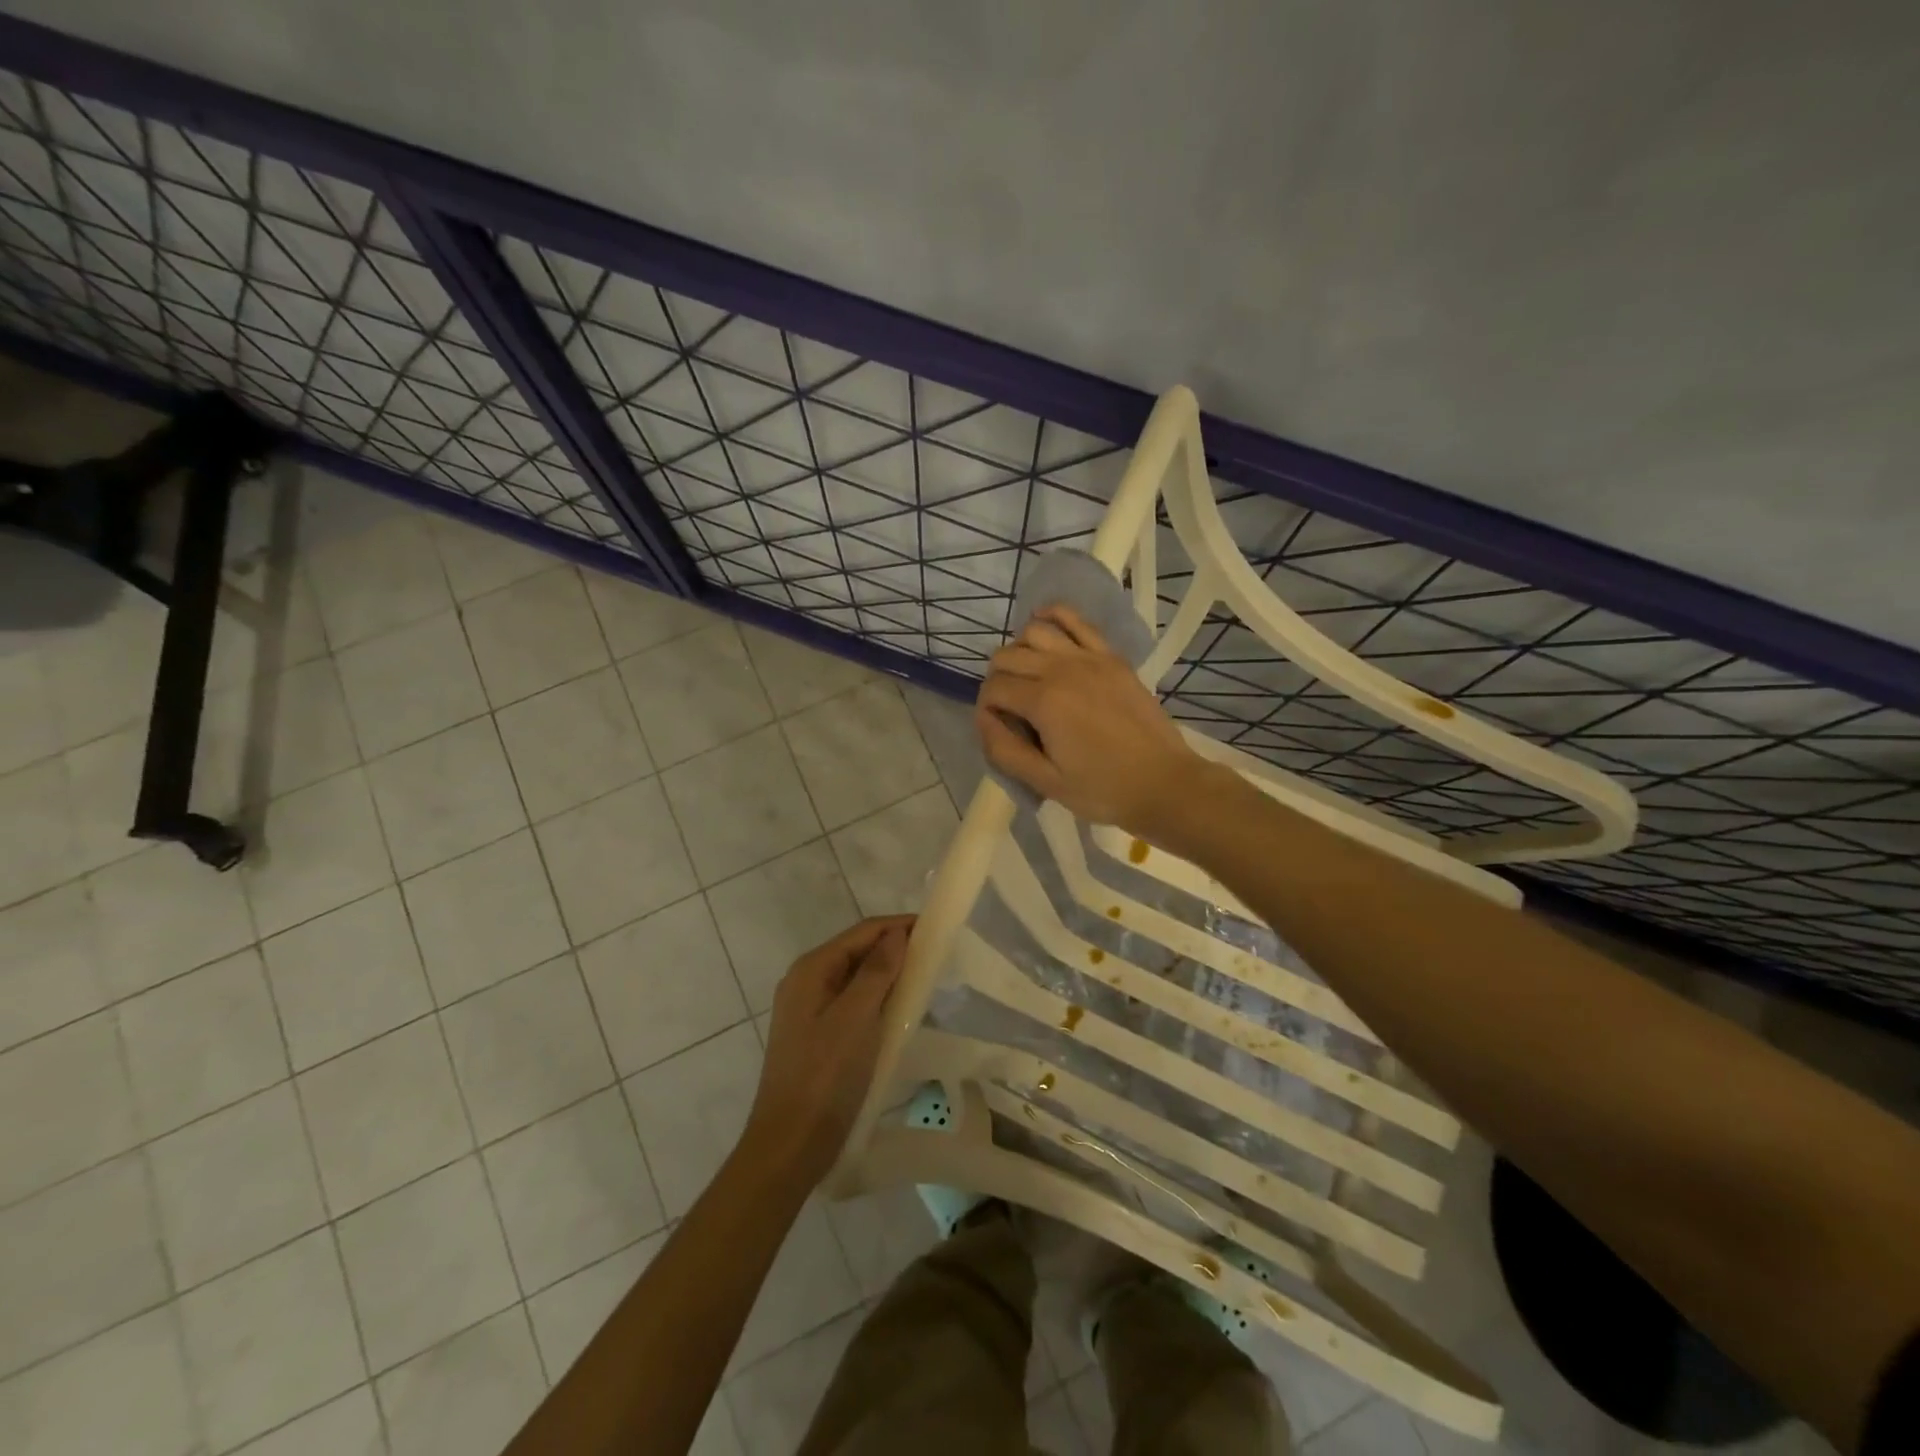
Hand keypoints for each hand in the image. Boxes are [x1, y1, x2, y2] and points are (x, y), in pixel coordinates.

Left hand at [742, 916, 914, 1187]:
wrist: (789, 1146)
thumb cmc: (824, 1076)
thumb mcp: (855, 1018)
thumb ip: (877, 971)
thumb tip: (897, 933)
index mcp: (811, 970)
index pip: (861, 932)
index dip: (897, 926)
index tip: (935, 929)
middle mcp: (806, 982)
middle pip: (856, 952)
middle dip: (894, 949)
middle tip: (936, 955)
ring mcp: (809, 1011)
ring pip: (856, 979)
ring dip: (888, 975)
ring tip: (925, 979)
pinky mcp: (817, 1036)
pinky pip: (853, 1004)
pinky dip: (878, 1000)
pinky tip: (900, 1010)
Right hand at [976, 604, 1205, 835]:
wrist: (1164, 783)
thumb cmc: (1103, 789)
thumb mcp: (1046, 782)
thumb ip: (1004, 750)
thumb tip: (984, 719)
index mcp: (1043, 702)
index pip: (994, 689)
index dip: (986, 709)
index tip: (998, 729)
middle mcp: (1062, 669)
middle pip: (1007, 656)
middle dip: (998, 680)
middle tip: (1010, 709)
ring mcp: (1089, 657)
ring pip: (1035, 631)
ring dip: (1020, 650)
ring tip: (1026, 676)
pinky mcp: (1111, 656)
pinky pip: (1075, 620)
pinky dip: (1053, 616)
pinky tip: (1043, 624)